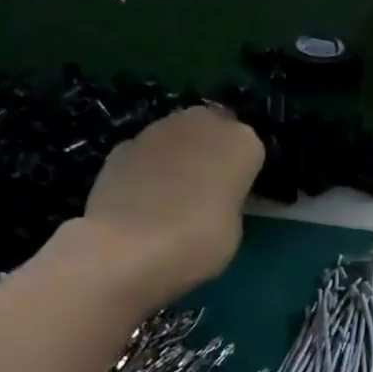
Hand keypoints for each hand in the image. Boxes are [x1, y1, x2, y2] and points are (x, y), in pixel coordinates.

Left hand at [50, 106, 264, 311]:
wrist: (128, 247)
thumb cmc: (200, 239)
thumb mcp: (235, 226)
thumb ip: (229, 200)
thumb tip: (214, 196)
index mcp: (241, 142)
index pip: (252, 149)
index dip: (245, 172)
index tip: (240, 195)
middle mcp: (201, 124)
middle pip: (213, 130)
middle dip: (212, 152)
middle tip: (210, 189)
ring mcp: (156, 130)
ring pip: (178, 137)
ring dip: (181, 157)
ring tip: (176, 195)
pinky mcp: (120, 146)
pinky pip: (147, 153)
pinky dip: (150, 168)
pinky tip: (145, 198)